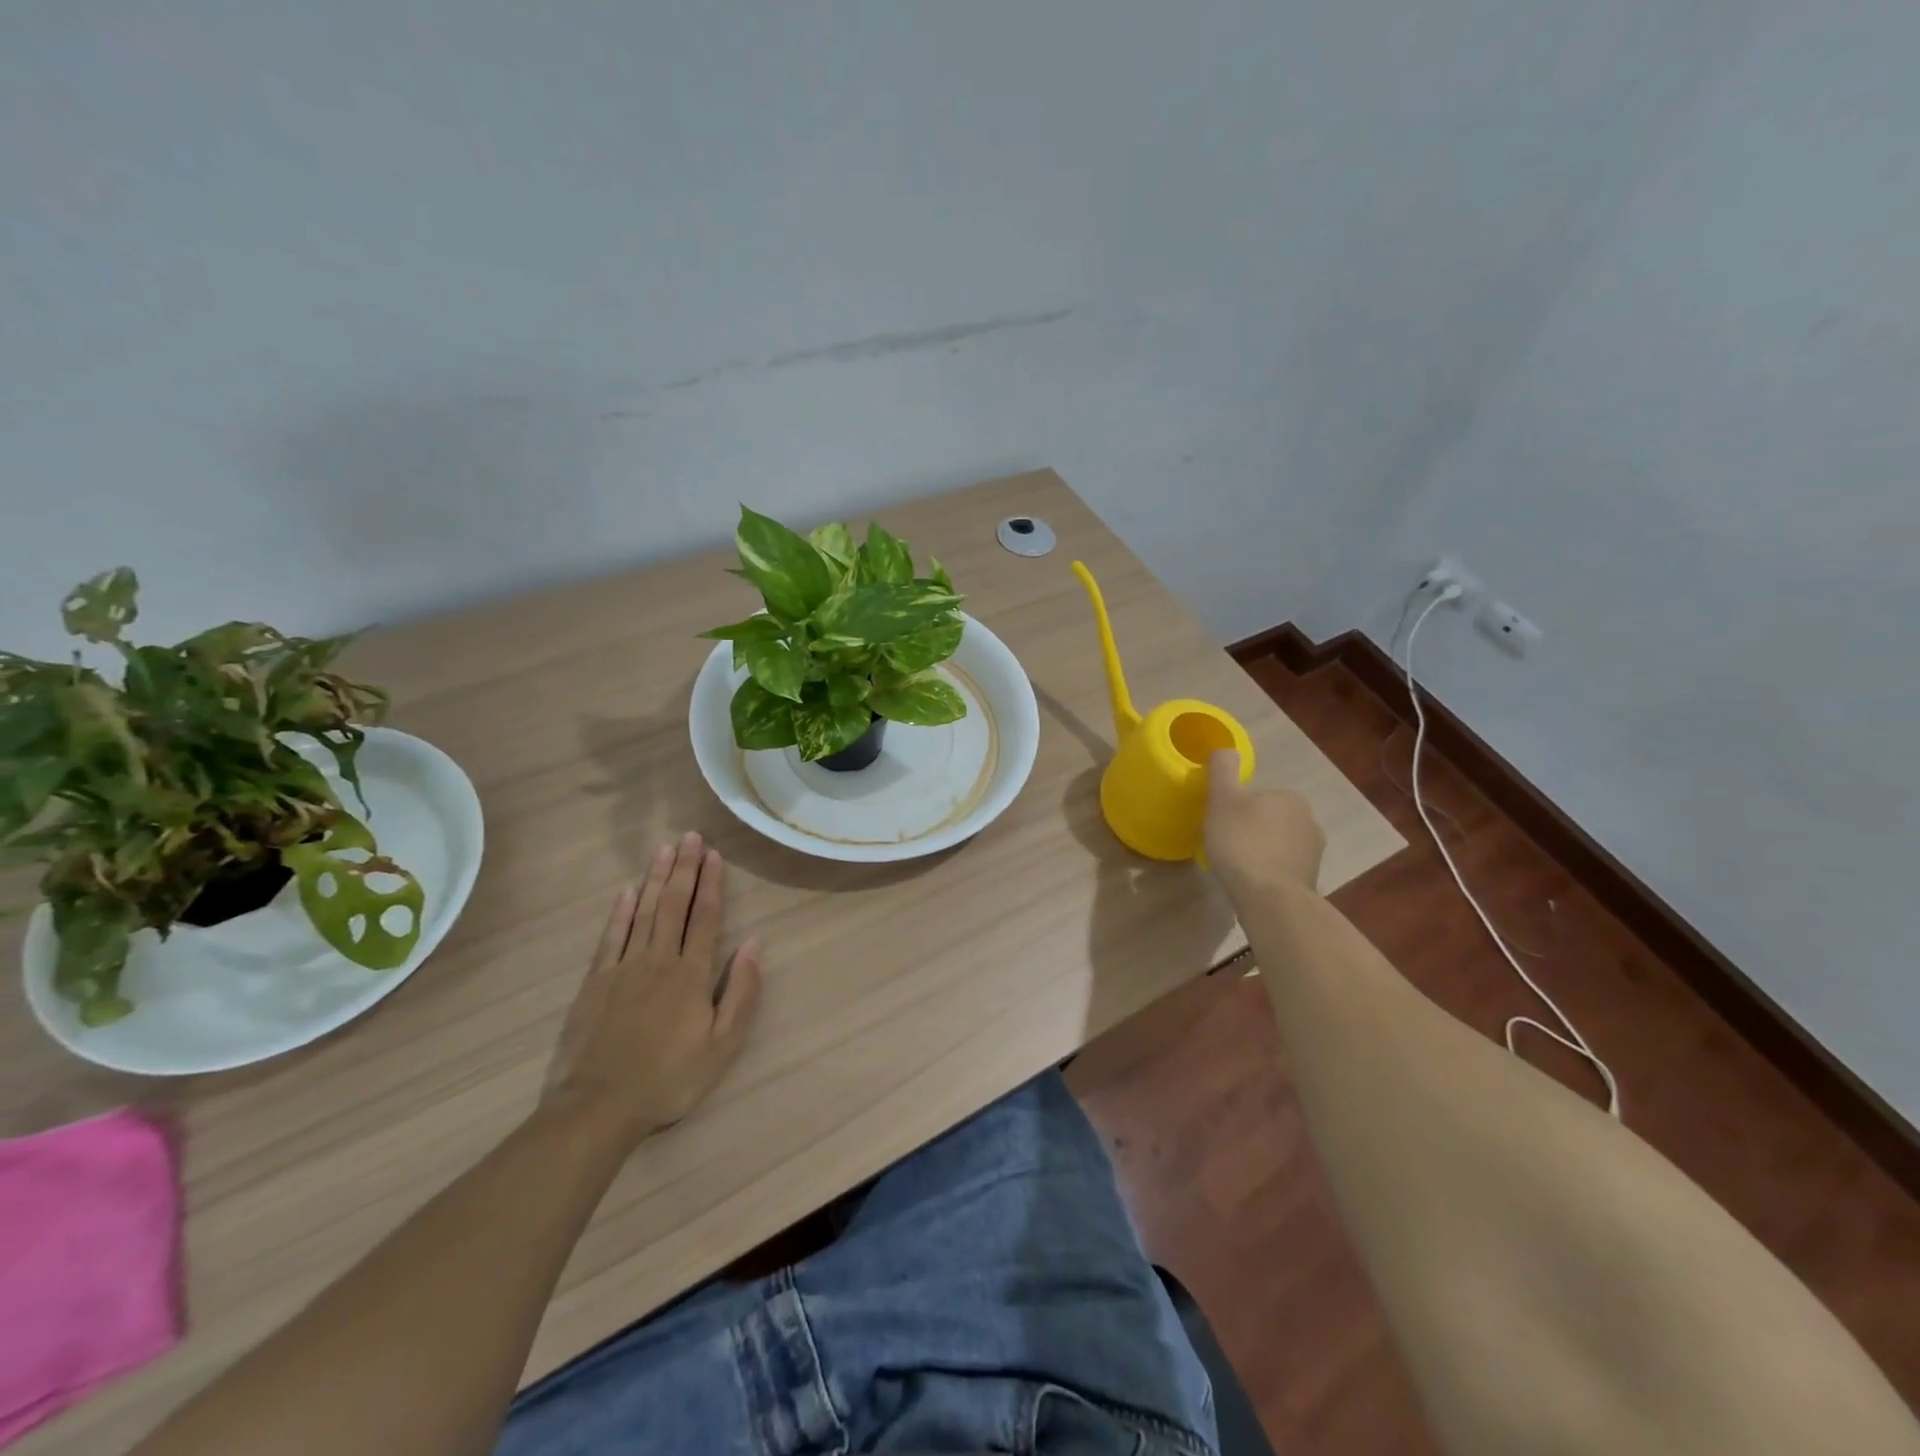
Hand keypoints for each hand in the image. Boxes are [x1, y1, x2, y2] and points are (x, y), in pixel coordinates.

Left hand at [540, 831, 761, 1151]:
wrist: (599, 1107)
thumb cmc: (670, 1079)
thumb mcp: (723, 1046)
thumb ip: (740, 992)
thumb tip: (753, 944)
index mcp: (692, 974)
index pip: (705, 917)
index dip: (711, 883)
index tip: (714, 854)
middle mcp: (659, 960)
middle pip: (673, 905)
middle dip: (684, 869)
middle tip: (689, 837)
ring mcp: (624, 968)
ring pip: (643, 912)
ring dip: (655, 879)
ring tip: (663, 850)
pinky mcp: (596, 981)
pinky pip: (611, 936)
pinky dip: (620, 911)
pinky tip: (627, 891)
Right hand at [1203, 750, 1325, 896]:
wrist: (1270, 898)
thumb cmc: (1242, 844)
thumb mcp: (1222, 801)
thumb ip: (1223, 771)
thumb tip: (1226, 749)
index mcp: (1289, 797)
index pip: (1256, 796)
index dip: (1234, 809)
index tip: (1219, 825)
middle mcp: (1308, 820)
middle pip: (1268, 819)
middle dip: (1249, 829)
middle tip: (1223, 846)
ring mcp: (1313, 852)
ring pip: (1277, 843)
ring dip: (1260, 852)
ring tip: (1235, 868)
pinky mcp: (1311, 878)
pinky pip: (1282, 867)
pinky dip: (1268, 871)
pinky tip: (1251, 882)